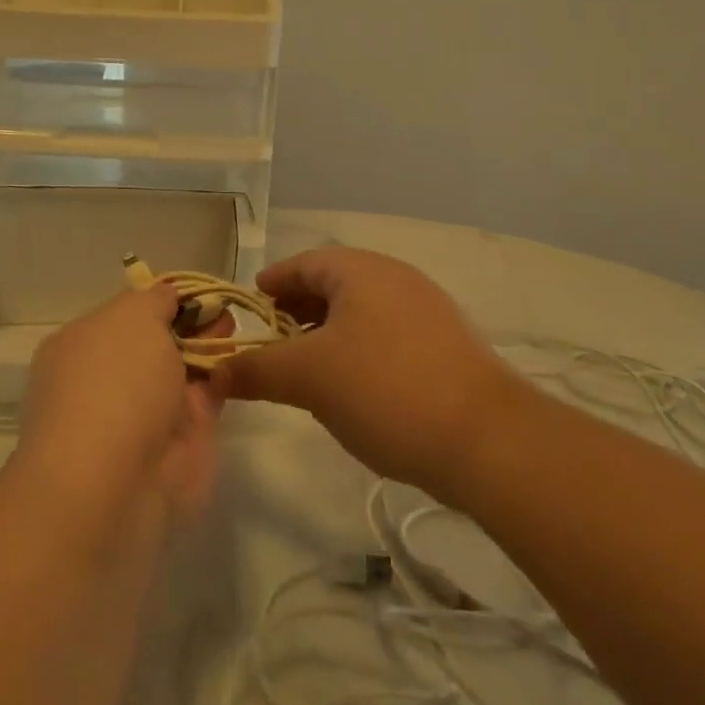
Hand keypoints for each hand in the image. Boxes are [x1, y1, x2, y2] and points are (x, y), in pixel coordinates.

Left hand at [13, 285, 221, 532]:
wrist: (113, 485)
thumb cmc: (113, 382)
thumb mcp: (131, 316)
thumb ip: (154, 300)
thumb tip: (168, 296)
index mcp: (81, 345)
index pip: (125, 314)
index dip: (161, 299)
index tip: (195, 291)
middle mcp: (107, 379)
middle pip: (156, 343)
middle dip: (190, 323)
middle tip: (224, 308)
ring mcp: (140, 416)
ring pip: (181, 373)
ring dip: (208, 349)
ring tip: (236, 326)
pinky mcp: (177, 447)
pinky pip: (202, 402)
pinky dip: (220, 381)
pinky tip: (240, 361)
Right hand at [213, 247, 518, 503]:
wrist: (489, 440)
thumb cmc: (385, 389)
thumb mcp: (309, 379)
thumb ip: (257, 370)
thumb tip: (215, 372)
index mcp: (360, 270)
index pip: (303, 263)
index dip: (273, 282)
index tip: (253, 303)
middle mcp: (395, 277)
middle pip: (334, 283)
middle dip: (300, 308)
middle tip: (275, 338)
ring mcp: (427, 309)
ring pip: (363, 309)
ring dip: (330, 331)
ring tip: (310, 365)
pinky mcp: (448, 344)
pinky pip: (389, 332)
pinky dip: (361, 346)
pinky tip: (355, 385)